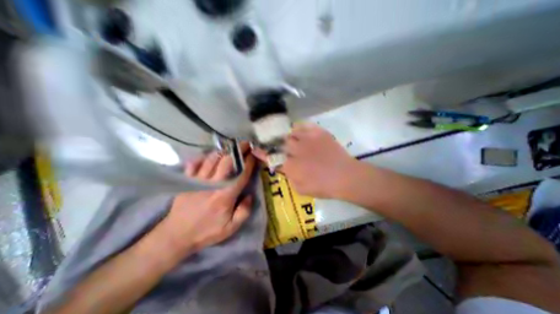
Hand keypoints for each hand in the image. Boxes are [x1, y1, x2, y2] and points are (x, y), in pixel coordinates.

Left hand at [156, 145, 254, 255]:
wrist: (176, 236)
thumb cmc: (206, 231)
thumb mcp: (231, 228)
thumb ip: (244, 211)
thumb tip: (250, 195)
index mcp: (225, 195)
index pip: (241, 174)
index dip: (249, 162)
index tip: (255, 154)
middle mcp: (213, 184)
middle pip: (227, 161)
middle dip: (238, 150)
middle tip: (246, 144)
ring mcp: (198, 180)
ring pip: (212, 158)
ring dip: (223, 151)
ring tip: (231, 148)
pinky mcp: (187, 180)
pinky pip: (195, 163)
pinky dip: (203, 157)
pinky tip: (209, 157)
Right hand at [256, 123, 360, 198]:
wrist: (345, 176)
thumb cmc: (323, 187)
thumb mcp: (301, 189)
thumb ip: (289, 177)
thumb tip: (284, 168)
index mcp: (291, 166)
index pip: (271, 157)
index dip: (262, 152)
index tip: (255, 147)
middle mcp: (297, 150)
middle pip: (279, 141)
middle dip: (273, 140)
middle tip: (271, 139)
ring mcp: (308, 139)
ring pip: (290, 132)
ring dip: (286, 134)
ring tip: (287, 136)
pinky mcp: (319, 133)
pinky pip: (304, 126)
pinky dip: (299, 127)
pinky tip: (300, 131)